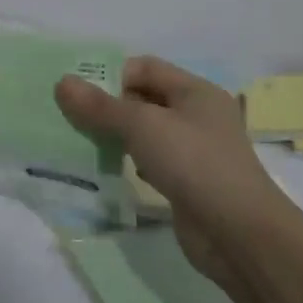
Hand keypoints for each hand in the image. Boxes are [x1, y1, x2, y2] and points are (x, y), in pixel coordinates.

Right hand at [55, 58, 275, 286]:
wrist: (240, 235)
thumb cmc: (194, 163)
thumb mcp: (142, 126)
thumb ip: (101, 105)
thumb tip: (62, 82)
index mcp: (196, 91)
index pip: (145, 67)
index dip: (112, 75)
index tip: (80, 94)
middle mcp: (198, 115)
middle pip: (144, 98)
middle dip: (109, 106)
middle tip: (73, 118)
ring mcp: (195, 151)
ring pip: (146, 132)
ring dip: (116, 135)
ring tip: (84, 143)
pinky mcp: (188, 182)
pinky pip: (151, 161)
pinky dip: (129, 161)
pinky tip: (110, 171)